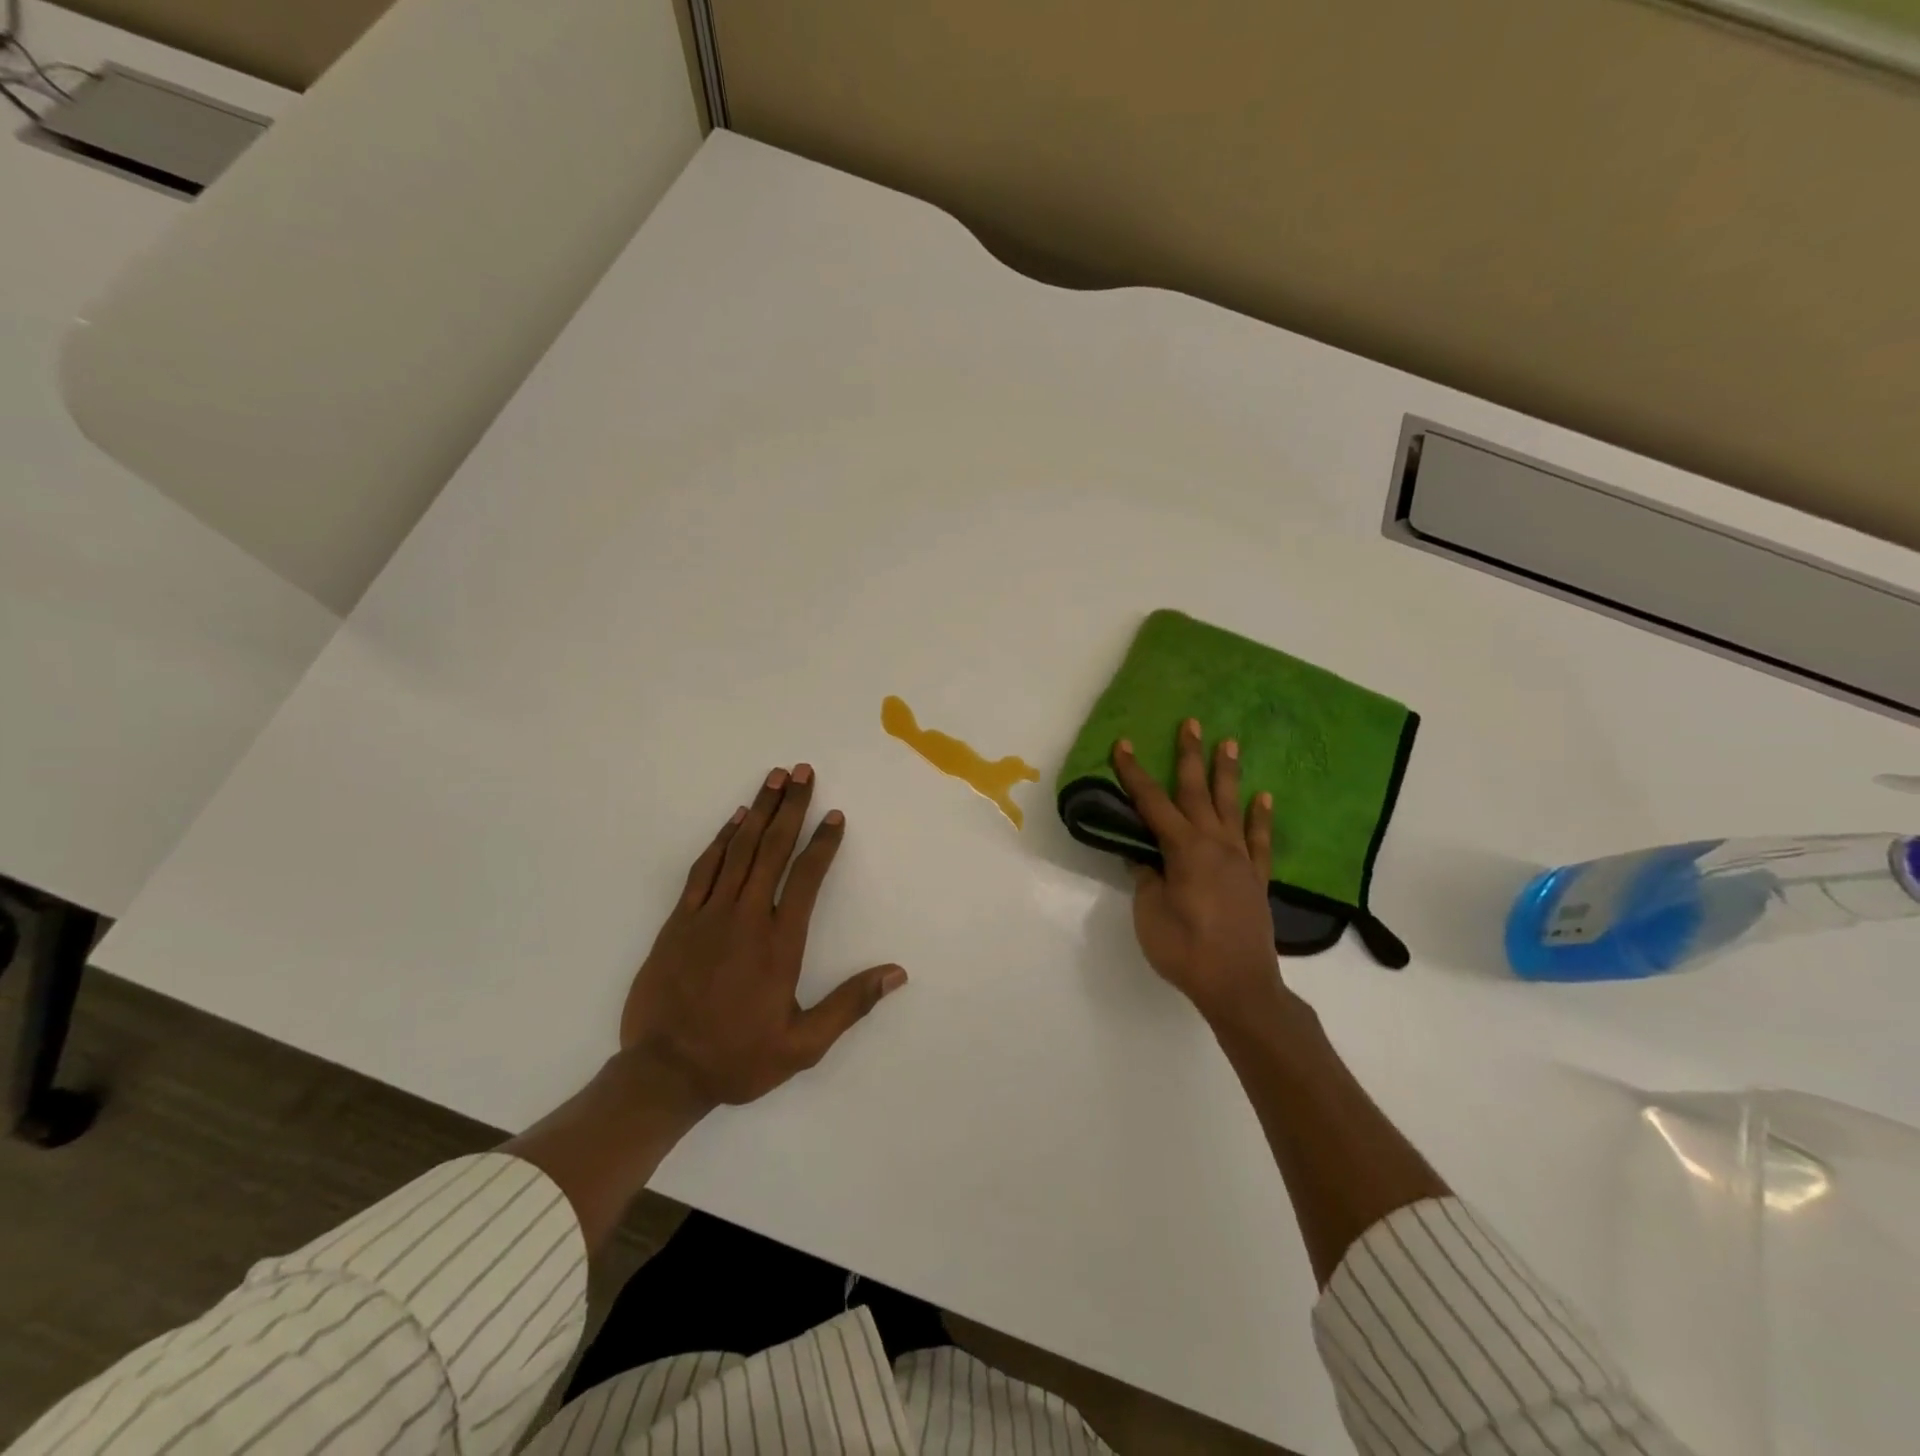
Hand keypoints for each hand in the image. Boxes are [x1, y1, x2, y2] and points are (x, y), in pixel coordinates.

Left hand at [621, 764, 906, 1108]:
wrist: (662, 1074)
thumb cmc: (737, 1059)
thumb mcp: (803, 1045)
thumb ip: (850, 1005)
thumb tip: (896, 973)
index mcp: (779, 944)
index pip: (806, 879)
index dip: (823, 844)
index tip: (834, 815)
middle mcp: (746, 919)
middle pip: (772, 850)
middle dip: (790, 807)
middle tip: (802, 771)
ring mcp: (708, 916)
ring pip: (738, 850)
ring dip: (758, 811)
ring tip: (774, 779)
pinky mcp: (678, 921)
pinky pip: (703, 869)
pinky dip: (720, 840)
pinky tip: (733, 819)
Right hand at [1112, 719, 1290, 1024]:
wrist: (1239, 986)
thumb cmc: (1185, 950)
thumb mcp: (1150, 913)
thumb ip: (1146, 878)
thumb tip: (1143, 855)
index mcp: (1184, 850)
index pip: (1152, 803)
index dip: (1135, 774)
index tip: (1124, 745)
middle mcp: (1215, 844)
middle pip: (1197, 792)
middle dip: (1189, 756)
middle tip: (1191, 722)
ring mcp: (1240, 859)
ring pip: (1231, 806)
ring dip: (1227, 773)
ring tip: (1229, 743)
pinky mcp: (1256, 877)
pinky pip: (1259, 839)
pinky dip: (1261, 817)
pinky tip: (1264, 798)